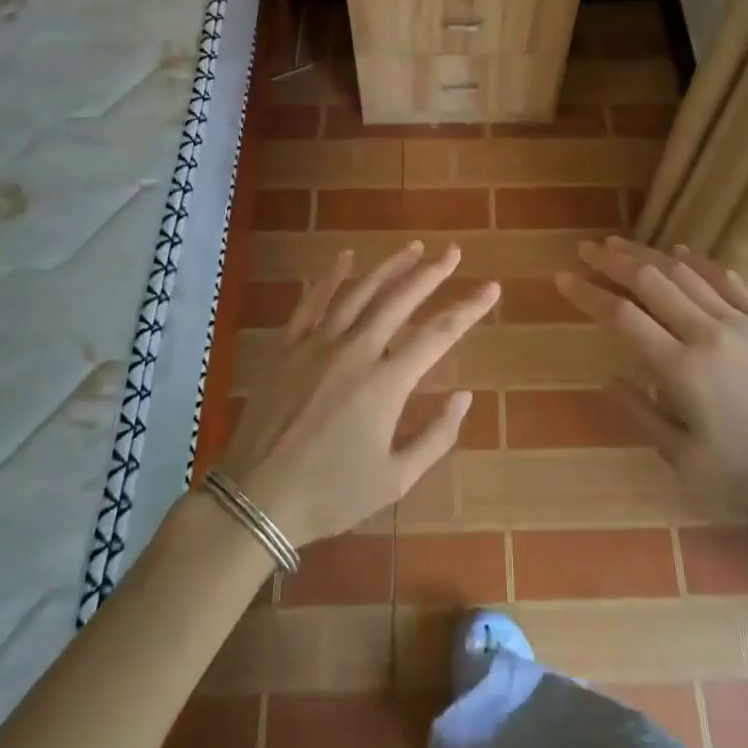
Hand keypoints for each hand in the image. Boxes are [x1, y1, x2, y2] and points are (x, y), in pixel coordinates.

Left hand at [218, 241, 497, 547]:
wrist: (257, 499)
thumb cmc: (332, 494)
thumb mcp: (396, 479)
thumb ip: (436, 436)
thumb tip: (464, 396)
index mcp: (386, 383)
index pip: (438, 335)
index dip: (468, 309)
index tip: (491, 288)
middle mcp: (356, 351)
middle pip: (400, 300)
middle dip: (431, 273)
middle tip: (453, 252)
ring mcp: (318, 344)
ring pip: (360, 293)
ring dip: (389, 267)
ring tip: (414, 247)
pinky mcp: (288, 347)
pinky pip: (312, 302)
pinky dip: (330, 277)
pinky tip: (345, 256)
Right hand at [554, 235, 747, 520]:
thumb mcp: (685, 460)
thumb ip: (642, 415)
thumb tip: (609, 377)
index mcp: (681, 369)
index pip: (623, 317)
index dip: (589, 294)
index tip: (563, 279)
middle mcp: (706, 333)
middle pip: (650, 281)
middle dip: (613, 261)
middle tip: (586, 249)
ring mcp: (739, 321)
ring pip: (684, 273)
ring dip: (647, 255)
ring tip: (619, 244)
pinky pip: (725, 279)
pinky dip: (698, 262)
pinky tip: (679, 251)